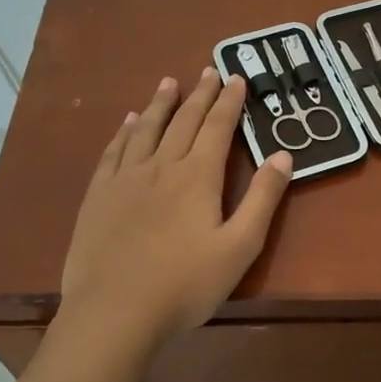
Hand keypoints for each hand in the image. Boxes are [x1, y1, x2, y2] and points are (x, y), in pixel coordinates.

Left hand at [60, 69, 291, 352]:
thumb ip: (263, 199)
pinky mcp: (98, 196)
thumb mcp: (240, 247)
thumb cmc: (185, 285)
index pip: (217, 128)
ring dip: (161, 104)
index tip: (237, 78)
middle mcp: (161, 166)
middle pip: (183, 121)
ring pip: (147, 130)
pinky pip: (114, 151)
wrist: (114, 311)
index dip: (229, 102)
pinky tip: (129, 122)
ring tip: (169, 82)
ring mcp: (125, 179)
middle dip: (199, 94)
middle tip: (209, 70)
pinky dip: (125, 131)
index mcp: (197, 177)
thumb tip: (282, 155)